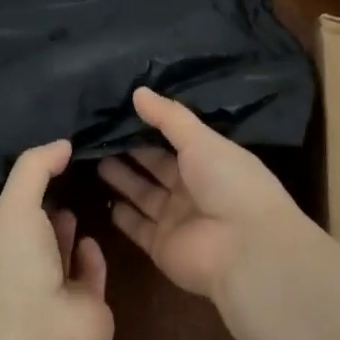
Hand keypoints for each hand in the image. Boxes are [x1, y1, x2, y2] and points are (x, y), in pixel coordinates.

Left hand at [0, 140, 112, 339]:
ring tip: (84, 195)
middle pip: (35, 229)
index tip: (47, 155)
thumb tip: (62, 142)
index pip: (6, 209)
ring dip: (67, 228)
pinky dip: (91, 256)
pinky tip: (92, 237)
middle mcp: (22, 266)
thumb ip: (35, 168)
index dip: (23, 184)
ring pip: (61, 251)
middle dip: (48, 203)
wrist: (42, 337)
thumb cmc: (16, 266)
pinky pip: (89, 273)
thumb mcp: (14, 205)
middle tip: (73, 170)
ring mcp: (53, 288)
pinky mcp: (86, 304)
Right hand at [98, 87, 315, 300]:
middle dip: (133, 153)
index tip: (123, 112)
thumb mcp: (202, 140)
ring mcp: (177, 219)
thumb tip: (138, 92)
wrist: (243, 248)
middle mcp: (194, 189)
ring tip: (96, 160)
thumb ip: (169, 117)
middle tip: (100, 136)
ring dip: (124, 180)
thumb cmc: (229, 183)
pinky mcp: (161, 246)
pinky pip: (138, 227)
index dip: (153, 128)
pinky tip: (105, 200)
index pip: (178, 141)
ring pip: (145, 195)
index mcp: (211, 161)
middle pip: (158, 168)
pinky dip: (123, 216)